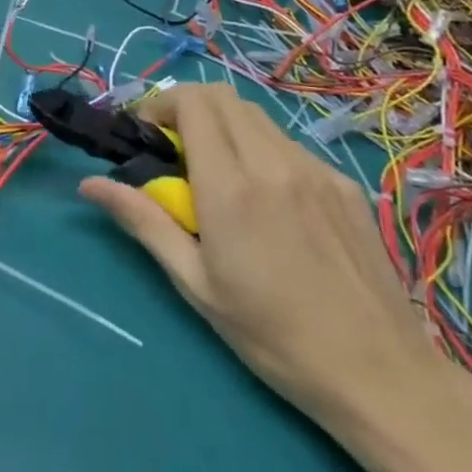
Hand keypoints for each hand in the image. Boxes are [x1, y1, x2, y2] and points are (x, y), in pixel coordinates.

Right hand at [79, 83, 447, 437]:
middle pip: (222, 96)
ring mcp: (315, 170)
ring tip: (217, 172)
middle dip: (187, 107)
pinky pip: (288, 144)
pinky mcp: (344, 184)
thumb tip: (89, 184)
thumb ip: (142, 221)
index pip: (192, 103)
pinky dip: (260, 148)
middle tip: (174, 148)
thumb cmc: (273, 336)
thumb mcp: (195, 283)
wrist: (381, 375)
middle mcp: (273, 163)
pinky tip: (266, 197)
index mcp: (231, 187)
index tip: (147, 136)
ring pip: (256, 116)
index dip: (161, 105)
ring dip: (224, 125)